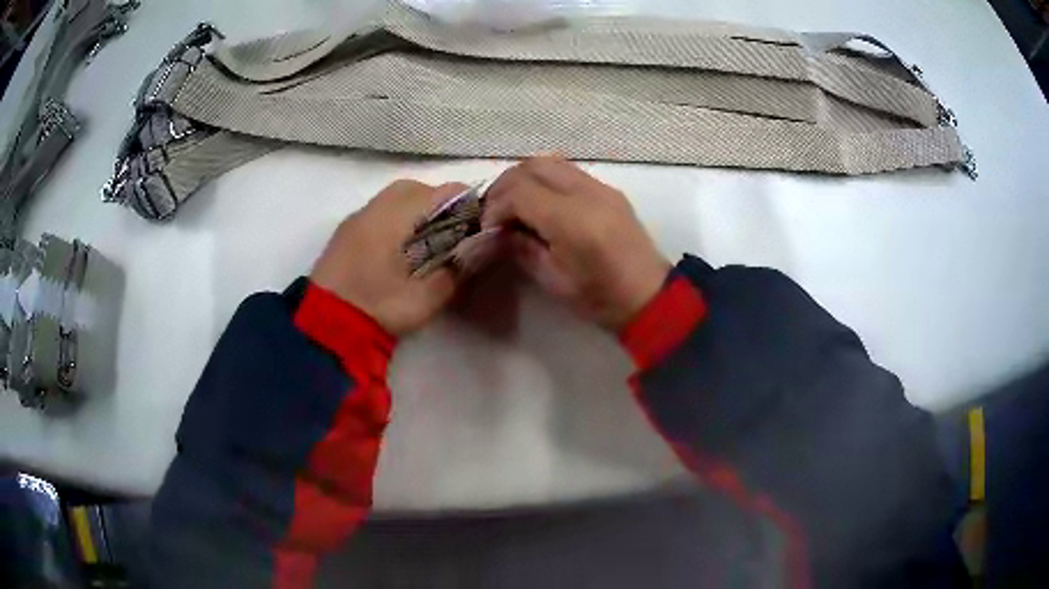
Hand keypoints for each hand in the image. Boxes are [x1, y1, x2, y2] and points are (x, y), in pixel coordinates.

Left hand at [310, 180, 466, 335]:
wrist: (323, 326)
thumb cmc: (378, 307)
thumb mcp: (426, 298)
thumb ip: (456, 270)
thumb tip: (476, 251)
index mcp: (397, 215)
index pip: (445, 191)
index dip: (469, 206)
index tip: (478, 229)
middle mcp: (376, 206)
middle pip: (418, 188)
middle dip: (441, 206)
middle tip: (452, 236)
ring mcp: (357, 218)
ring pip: (396, 198)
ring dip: (417, 212)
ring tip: (427, 243)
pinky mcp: (345, 233)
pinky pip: (378, 212)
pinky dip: (396, 221)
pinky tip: (399, 250)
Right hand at [483, 157, 670, 330]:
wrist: (650, 296)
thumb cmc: (600, 299)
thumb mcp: (553, 281)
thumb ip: (522, 248)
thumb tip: (501, 229)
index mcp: (573, 221)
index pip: (519, 191)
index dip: (495, 206)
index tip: (488, 227)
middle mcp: (588, 193)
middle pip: (532, 166)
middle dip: (505, 185)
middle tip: (495, 211)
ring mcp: (601, 187)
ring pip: (550, 162)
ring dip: (524, 178)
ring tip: (514, 205)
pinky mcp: (608, 189)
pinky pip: (568, 170)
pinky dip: (545, 179)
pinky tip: (540, 203)